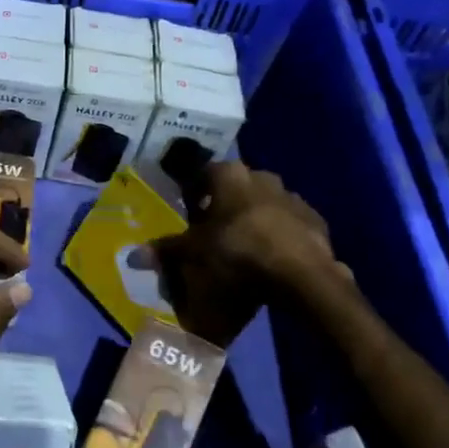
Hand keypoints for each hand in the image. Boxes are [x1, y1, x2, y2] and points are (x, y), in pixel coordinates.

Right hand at [148, 162, 340, 345]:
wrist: (301, 274)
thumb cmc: (237, 252)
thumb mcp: (194, 254)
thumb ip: (166, 250)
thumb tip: (133, 255)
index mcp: (230, 176)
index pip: (205, 173)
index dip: (196, 191)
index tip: (190, 211)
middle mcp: (262, 177)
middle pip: (237, 187)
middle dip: (226, 205)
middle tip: (215, 231)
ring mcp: (293, 197)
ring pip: (266, 203)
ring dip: (255, 218)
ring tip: (245, 247)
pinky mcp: (315, 221)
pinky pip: (290, 223)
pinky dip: (280, 235)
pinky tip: (273, 258)